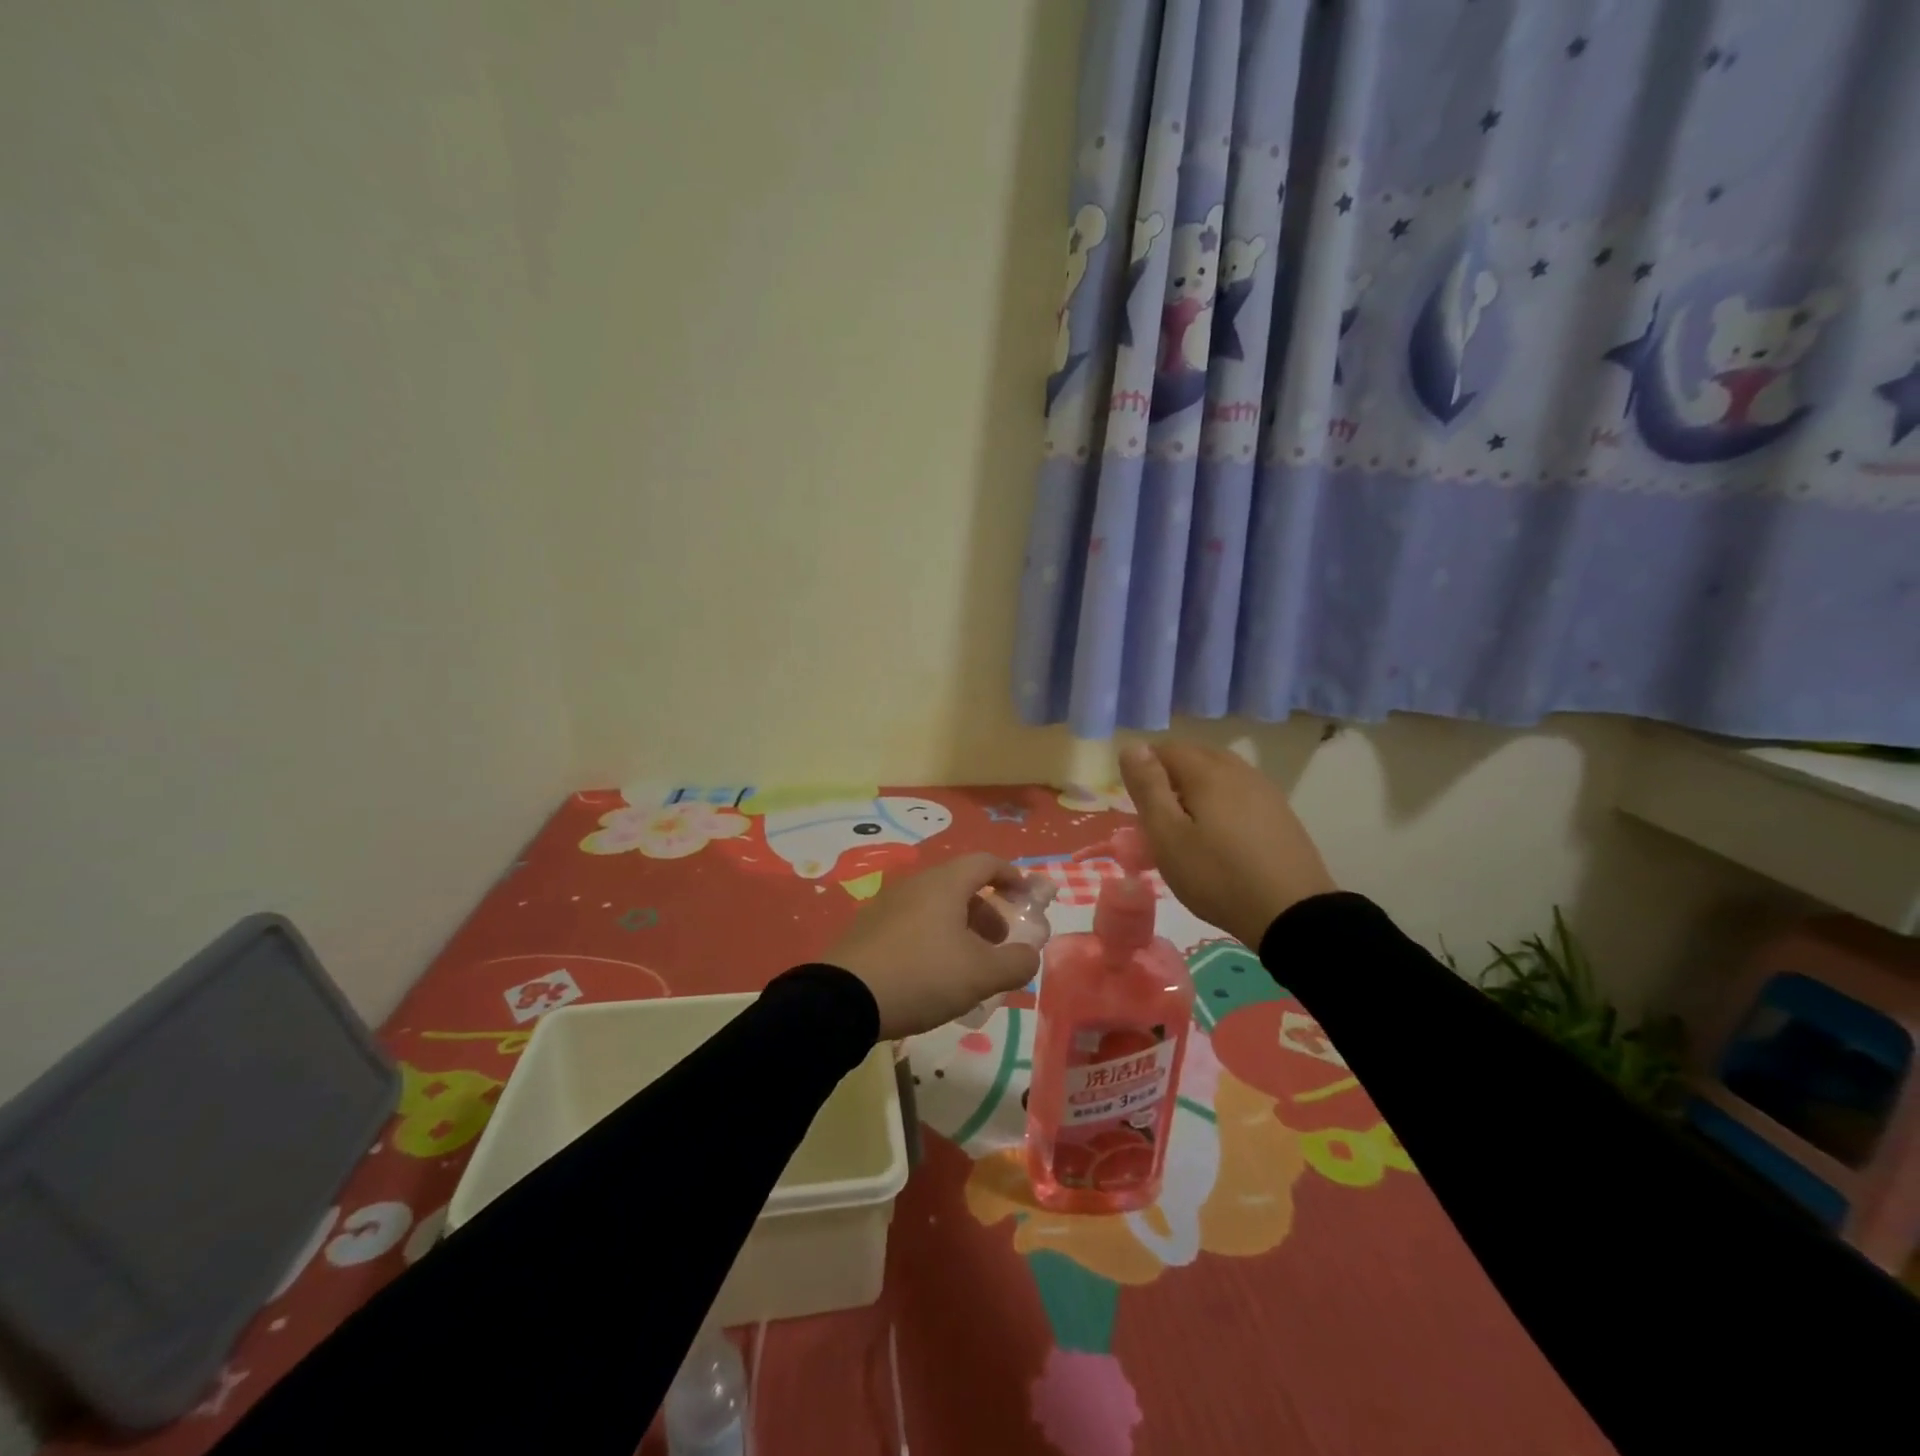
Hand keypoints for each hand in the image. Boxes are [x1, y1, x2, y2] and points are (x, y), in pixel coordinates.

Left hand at [822, 853, 1042, 1040]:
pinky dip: (934, 938)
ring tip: (968, 964)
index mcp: (944, 884)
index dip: (1011, 875)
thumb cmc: (922, 975)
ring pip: (935, 906)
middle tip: (999, 943)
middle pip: (960, 885)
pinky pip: (912, 923)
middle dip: (987, 910)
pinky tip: (933, 974)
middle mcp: (915, 884)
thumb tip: (1028, 954)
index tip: (1027, 896)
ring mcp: (887, 905)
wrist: (844, 999)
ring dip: (960, 927)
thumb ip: (1015, 963)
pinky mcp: (868, 929)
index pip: (985, 862)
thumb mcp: (981, 974)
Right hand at [1119, 740, 1336, 946]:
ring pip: (1221, 773)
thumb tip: (1132, 746)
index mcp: (1208, 772)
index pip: (1166, 749)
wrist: (1292, 914)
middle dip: (1170, 774)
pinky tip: (1221, 833)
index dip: (1144, 768)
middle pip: (1196, 756)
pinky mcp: (1281, 814)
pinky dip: (1222, 801)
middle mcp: (1239, 771)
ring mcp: (1265, 791)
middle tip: (1156, 814)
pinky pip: (1241, 792)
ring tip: (1186, 824)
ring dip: (1197, 787)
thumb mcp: (1168, 836)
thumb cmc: (1217, 876)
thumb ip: (1148, 788)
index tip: (1135, 802)